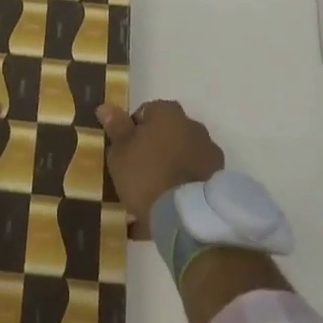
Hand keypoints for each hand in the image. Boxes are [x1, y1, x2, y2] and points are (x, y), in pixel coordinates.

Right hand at [95, 99, 225, 239]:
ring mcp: (208, 153)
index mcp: (167, 113)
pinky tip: (165, 211)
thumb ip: (115, 127)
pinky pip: (193, 179)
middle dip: (154, 149)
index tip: (124, 152)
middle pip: (167, 133)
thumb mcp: (120, 151)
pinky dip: (181, 188)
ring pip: (181, 156)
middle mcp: (192, 126)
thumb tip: (106, 106)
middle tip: (137, 173)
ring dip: (170, 168)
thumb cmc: (145, 175)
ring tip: (152, 196)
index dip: (132, 131)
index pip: (145, 113)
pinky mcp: (217, 180)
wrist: (184, 216)